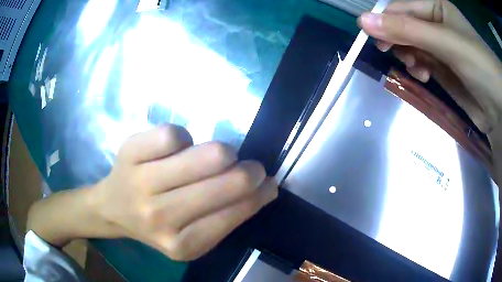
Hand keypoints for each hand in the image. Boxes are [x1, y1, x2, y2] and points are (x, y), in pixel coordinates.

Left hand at [90, 125, 277, 260]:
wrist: (112, 208)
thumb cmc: (156, 224)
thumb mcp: (193, 236)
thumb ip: (228, 216)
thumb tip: (266, 187)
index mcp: (182, 244)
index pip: (235, 212)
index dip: (258, 194)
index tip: (267, 183)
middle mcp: (160, 217)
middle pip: (225, 181)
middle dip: (249, 170)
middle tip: (250, 167)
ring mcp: (142, 183)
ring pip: (204, 154)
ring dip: (221, 153)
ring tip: (217, 158)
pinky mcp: (129, 152)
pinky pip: (174, 134)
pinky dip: (184, 138)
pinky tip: (177, 149)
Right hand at [358, 0, 501, 135]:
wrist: (498, 107)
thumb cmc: (478, 64)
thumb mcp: (444, 41)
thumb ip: (407, 30)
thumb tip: (363, 22)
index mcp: (435, 8)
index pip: (401, 8)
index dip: (385, 20)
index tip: (372, 37)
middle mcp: (436, 24)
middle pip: (405, 26)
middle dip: (398, 40)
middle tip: (394, 52)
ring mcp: (440, 47)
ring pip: (411, 45)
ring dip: (408, 56)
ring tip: (416, 68)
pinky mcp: (443, 69)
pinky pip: (421, 62)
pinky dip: (418, 69)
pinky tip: (423, 75)